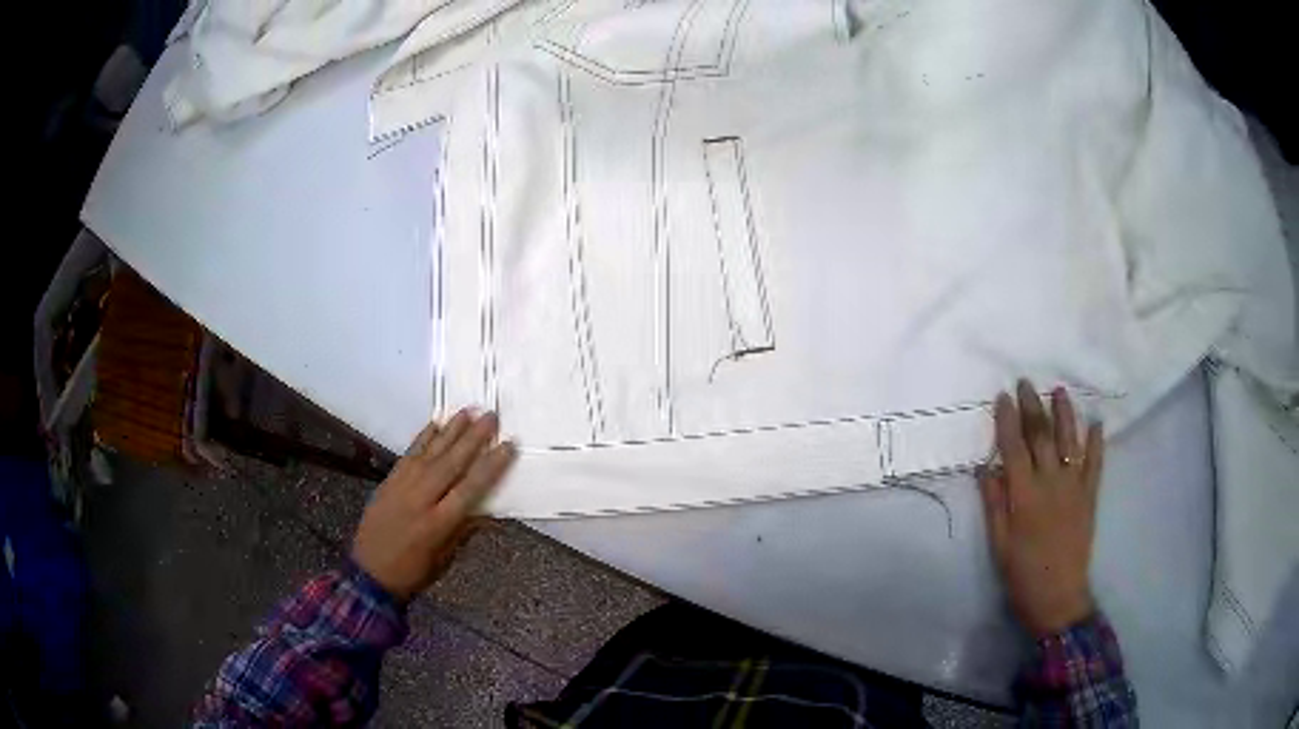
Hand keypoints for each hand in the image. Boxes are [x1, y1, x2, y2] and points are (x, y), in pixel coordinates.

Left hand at [352, 409, 515, 601]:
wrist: (369, 571)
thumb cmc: (414, 570)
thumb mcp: (445, 557)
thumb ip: (464, 529)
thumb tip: (488, 508)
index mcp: (439, 523)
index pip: (470, 488)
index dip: (491, 466)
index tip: (507, 446)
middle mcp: (421, 499)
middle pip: (451, 463)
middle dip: (473, 438)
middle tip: (491, 416)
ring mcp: (402, 486)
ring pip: (431, 453)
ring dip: (450, 431)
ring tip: (468, 411)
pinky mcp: (389, 480)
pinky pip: (410, 454)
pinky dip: (424, 438)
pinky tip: (436, 424)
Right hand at [979, 380, 1103, 636]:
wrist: (1058, 597)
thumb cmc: (1021, 574)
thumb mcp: (999, 544)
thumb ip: (994, 504)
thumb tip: (985, 467)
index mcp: (1025, 496)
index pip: (1014, 448)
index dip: (1007, 420)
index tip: (1002, 396)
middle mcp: (1051, 483)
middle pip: (1042, 437)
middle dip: (1033, 407)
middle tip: (1026, 383)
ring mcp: (1074, 487)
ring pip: (1070, 441)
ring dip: (1065, 414)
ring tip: (1059, 391)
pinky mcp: (1090, 496)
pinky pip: (1095, 463)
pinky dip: (1097, 441)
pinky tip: (1096, 422)